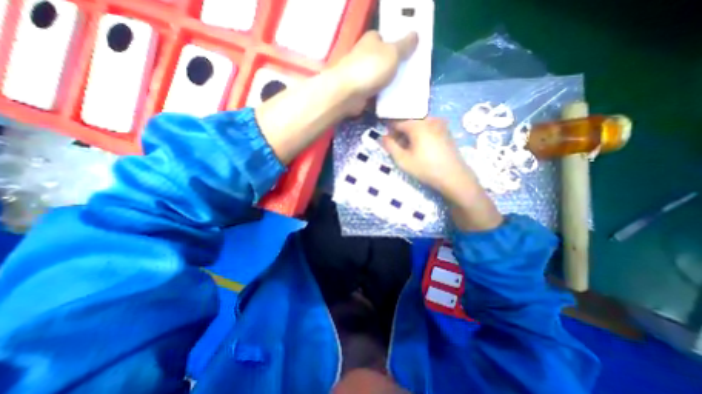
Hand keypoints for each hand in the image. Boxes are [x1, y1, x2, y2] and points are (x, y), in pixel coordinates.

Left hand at [330, 30, 411, 110]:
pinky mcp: (360, 92)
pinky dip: (382, 97)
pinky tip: (393, 101)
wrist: (347, 93)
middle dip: (395, 68)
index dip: (398, 46)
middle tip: (410, 75)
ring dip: (389, 85)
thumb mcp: (392, 53)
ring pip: (380, 79)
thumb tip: (415, 35)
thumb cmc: (370, 69)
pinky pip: (375, 94)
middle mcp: (364, 56)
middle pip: (384, 61)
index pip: (386, 39)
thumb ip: (405, 45)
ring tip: (405, 89)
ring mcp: (361, 75)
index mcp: (371, 40)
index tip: (409, 55)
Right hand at [382, 119, 479, 201]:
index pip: (397, 121)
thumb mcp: (403, 160)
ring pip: (418, 125)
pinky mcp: (446, 130)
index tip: (387, 141)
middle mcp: (429, 119)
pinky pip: (428, 127)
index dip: (389, 130)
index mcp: (417, 124)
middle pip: (408, 122)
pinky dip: (420, 134)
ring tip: (409, 149)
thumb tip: (382, 137)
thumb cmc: (425, 168)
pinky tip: (421, 148)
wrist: (453, 176)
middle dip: (400, 133)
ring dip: (410, 134)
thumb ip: (390, 146)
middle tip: (398, 148)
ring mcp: (440, 124)